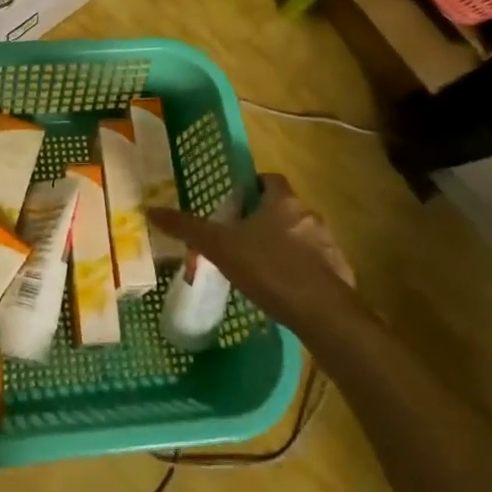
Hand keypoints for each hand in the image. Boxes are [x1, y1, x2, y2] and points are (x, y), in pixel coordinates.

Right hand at [149, 174, 354, 335]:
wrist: (322, 312)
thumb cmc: (268, 268)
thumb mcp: (220, 247)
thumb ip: (188, 228)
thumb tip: (151, 209)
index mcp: (282, 201)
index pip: (270, 179)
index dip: (254, 187)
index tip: (238, 203)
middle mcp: (309, 215)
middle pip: (286, 209)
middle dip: (267, 220)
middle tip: (243, 239)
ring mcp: (329, 245)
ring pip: (303, 237)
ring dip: (286, 247)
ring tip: (262, 268)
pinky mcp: (340, 274)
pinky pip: (318, 266)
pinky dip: (302, 273)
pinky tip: (285, 292)